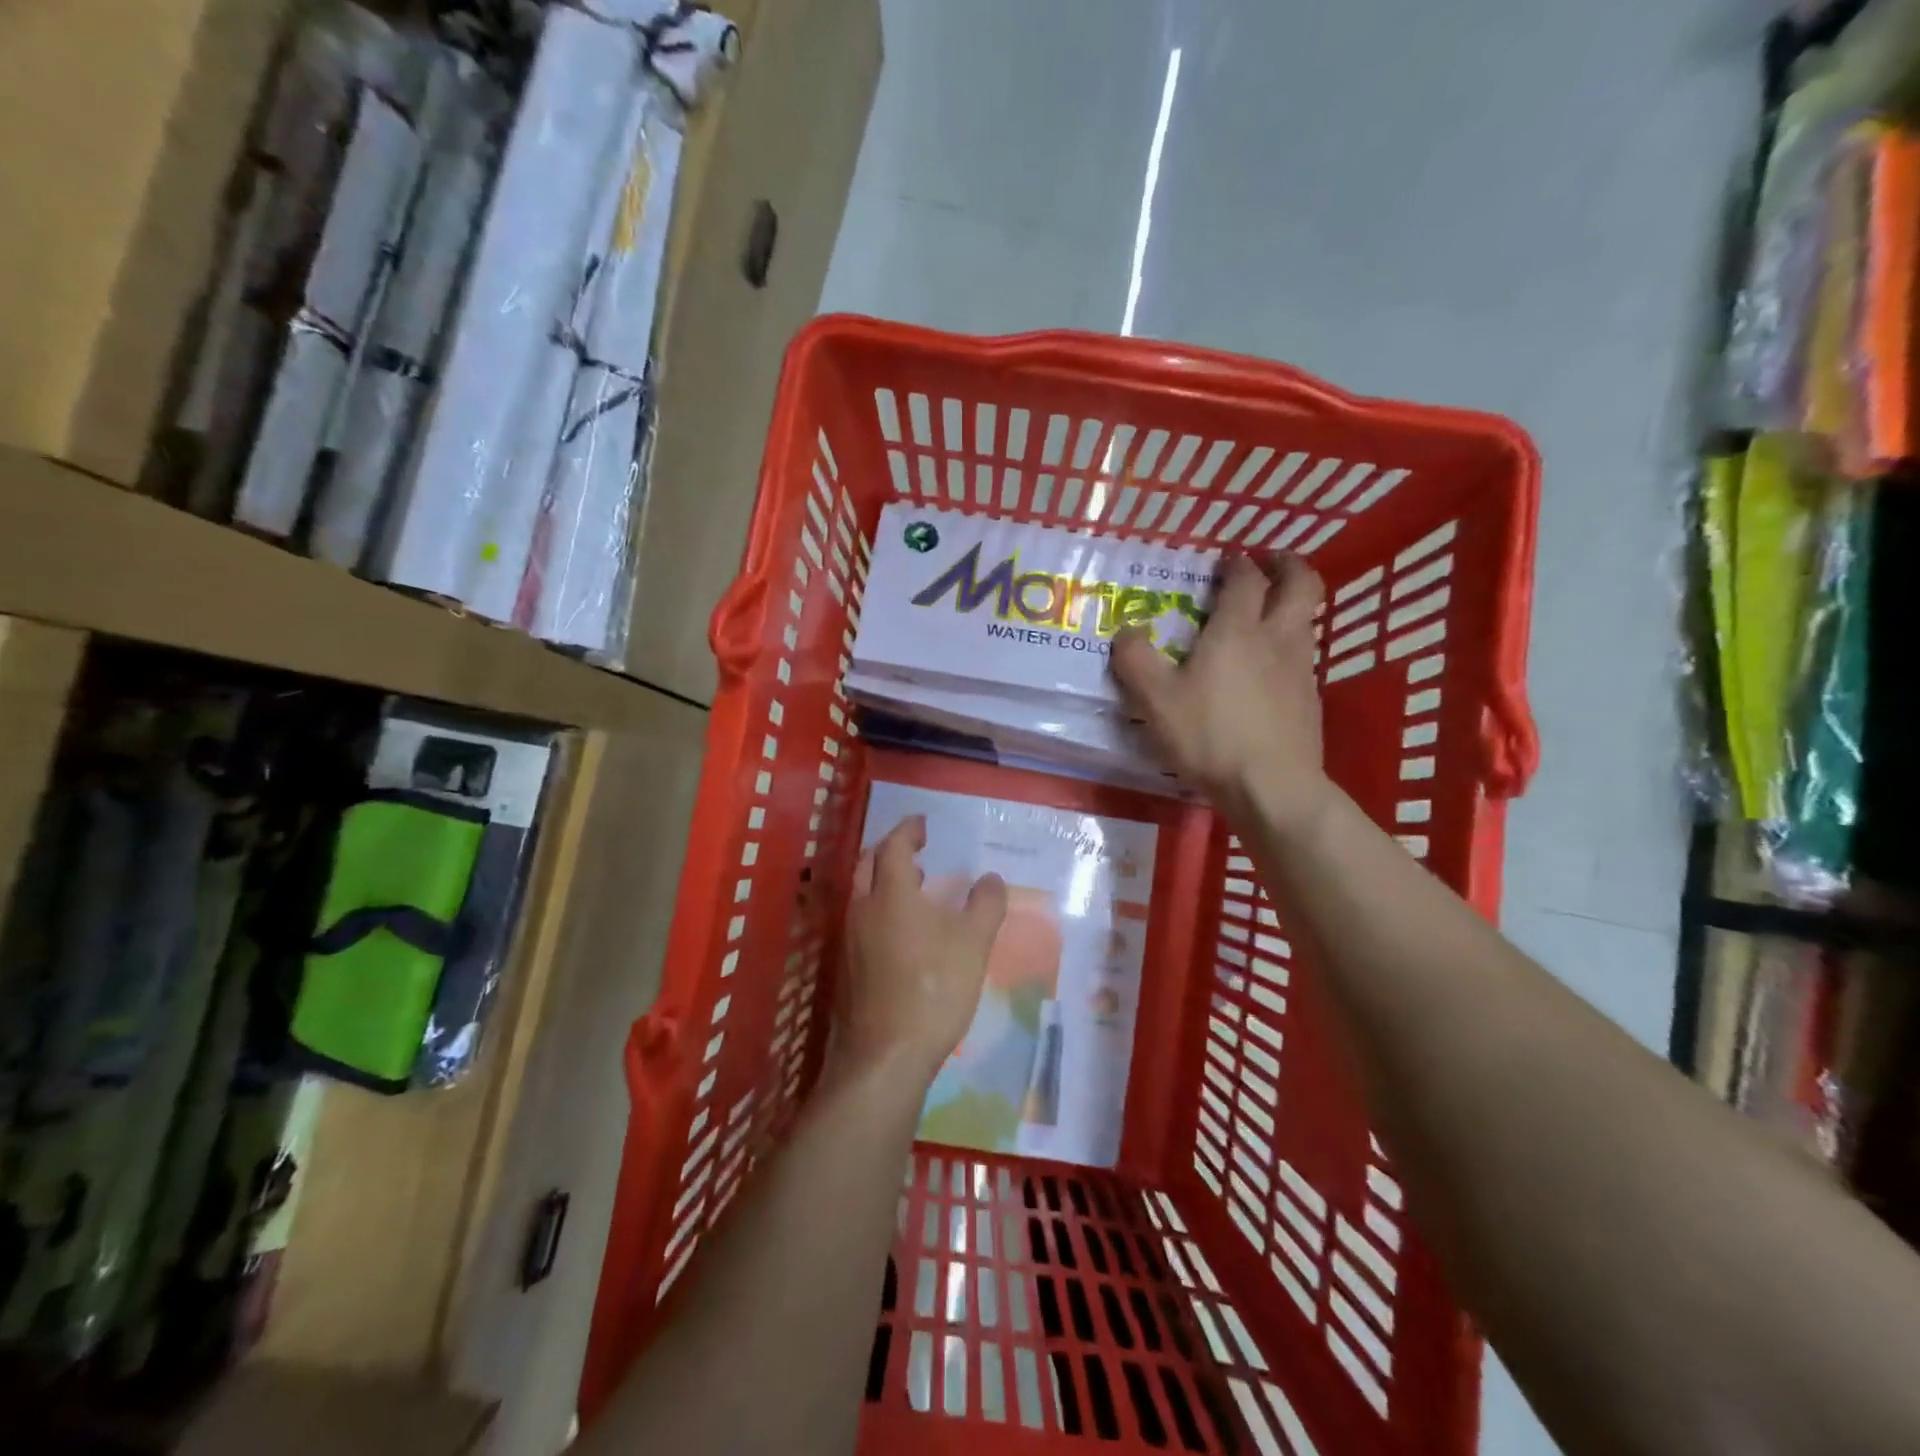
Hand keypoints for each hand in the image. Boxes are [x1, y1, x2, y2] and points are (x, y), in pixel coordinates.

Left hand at [837, 815, 1007, 1086]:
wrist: (885, 1055)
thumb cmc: (933, 989)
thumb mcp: (973, 943)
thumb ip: (985, 905)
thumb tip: (991, 878)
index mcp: (891, 893)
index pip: (894, 845)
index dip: (908, 830)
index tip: (923, 824)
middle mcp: (863, 908)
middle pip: (868, 863)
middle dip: (890, 850)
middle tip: (915, 849)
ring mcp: (850, 939)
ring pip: (861, 893)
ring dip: (883, 880)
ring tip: (913, 886)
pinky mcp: (847, 967)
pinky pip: (860, 920)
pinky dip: (879, 908)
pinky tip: (902, 931)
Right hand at [1112, 553, 1332, 832]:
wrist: (1272, 786)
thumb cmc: (1210, 736)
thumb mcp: (1156, 700)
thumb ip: (1136, 660)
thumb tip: (1127, 630)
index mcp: (1237, 630)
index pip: (1245, 579)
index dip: (1236, 563)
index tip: (1226, 558)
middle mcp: (1277, 638)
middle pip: (1301, 584)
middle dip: (1287, 565)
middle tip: (1269, 563)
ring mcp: (1301, 668)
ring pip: (1307, 619)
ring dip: (1292, 604)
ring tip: (1268, 612)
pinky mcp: (1311, 699)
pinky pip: (1304, 655)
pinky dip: (1290, 644)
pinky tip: (1270, 668)